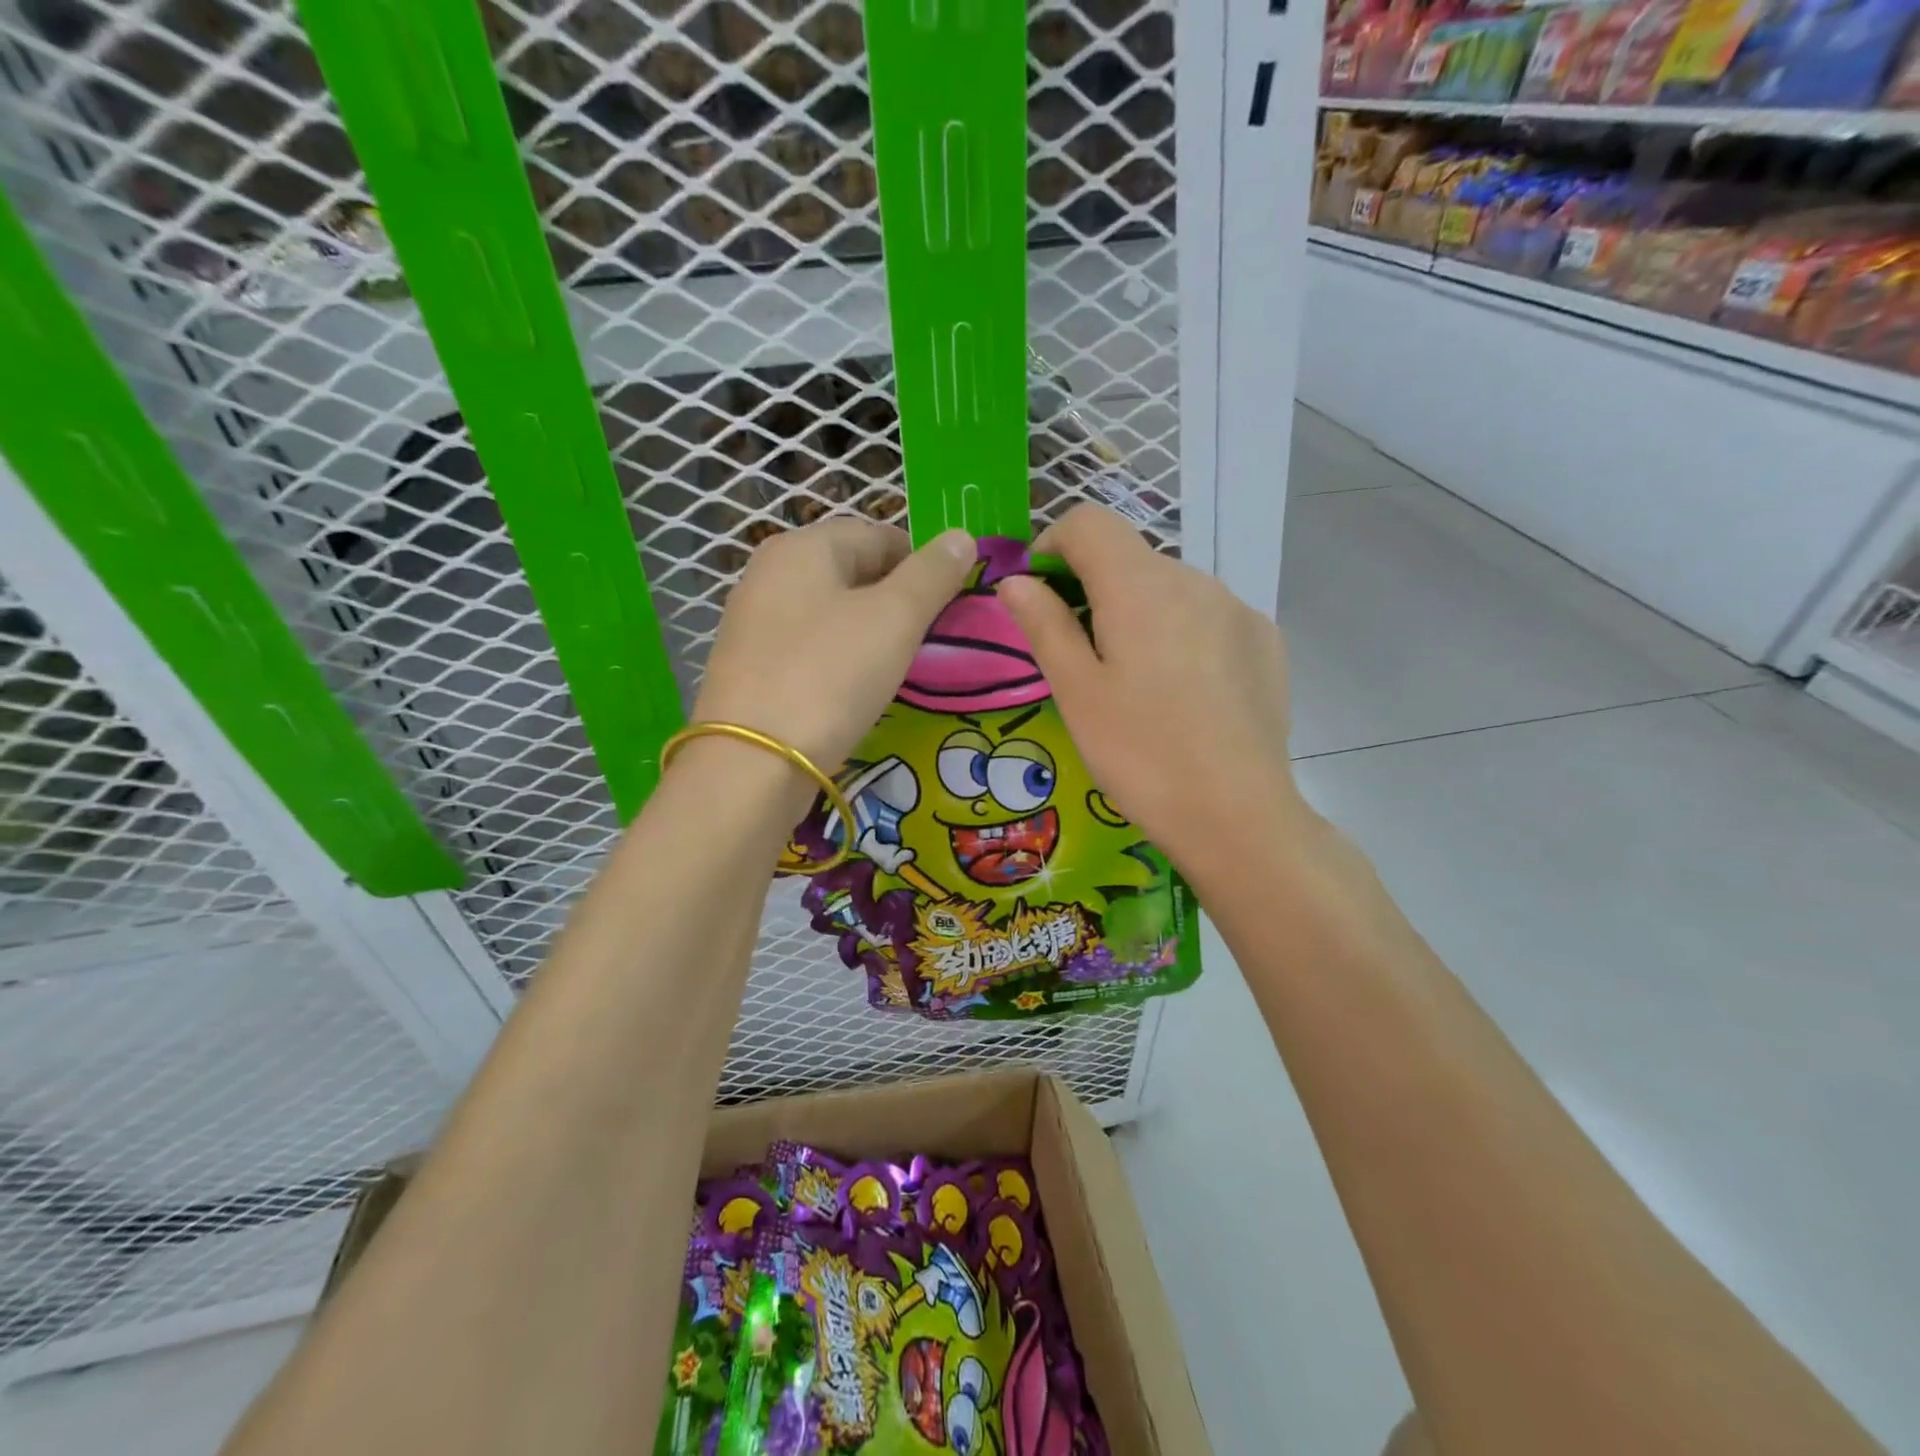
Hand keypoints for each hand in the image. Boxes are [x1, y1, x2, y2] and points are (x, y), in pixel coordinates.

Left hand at [693, 518, 975, 774]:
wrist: (753, 762)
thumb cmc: (831, 676)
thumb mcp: (895, 618)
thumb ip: (932, 574)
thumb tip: (961, 537)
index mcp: (803, 546)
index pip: (878, 535)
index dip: (922, 564)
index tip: (948, 606)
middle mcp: (769, 572)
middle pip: (852, 571)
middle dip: (895, 599)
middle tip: (925, 639)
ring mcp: (753, 620)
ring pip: (830, 611)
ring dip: (868, 630)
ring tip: (894, 666)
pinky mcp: (749, 665)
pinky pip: (808, 645)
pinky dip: (837, 657)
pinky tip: (852, 687)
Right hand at [995, 505, 1300, 883]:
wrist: (1237, 813)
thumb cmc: (1140, 753)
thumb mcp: (1077, 692)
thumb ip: (1045, 625)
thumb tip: (1016, 581)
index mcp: (1139, 585)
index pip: (1088, 521)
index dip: (1053, 545)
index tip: (1041, 595)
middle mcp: (1194, 579)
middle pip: (1130, 558)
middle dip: (1095, 589)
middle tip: (1082, 657)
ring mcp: (1237, 607)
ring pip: (1170, 589)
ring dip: (1140, 613)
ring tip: (1136, 683)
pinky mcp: (1264, 639)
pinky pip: (1208, 616)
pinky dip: (1182, 633)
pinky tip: (1184, 692)